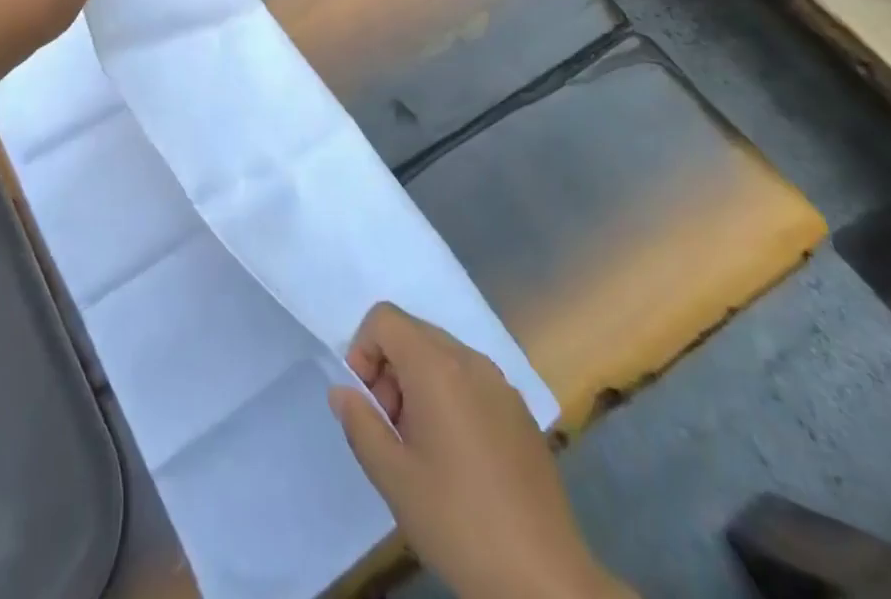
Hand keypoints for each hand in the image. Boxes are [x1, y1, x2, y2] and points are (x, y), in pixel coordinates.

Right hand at [330, 303, 631, 598]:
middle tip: (391, 429)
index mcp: (437, 366)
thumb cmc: (459, 521)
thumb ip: (359, 423)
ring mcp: (502, 386)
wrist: (546, 582)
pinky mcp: (521, 414)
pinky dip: (450, 398)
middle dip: (389, 369)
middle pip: (413, 333)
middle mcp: (471, 360)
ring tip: (422, 448)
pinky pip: (471, 382)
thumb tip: (344, 391)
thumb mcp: (393, 477)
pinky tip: (458, 459)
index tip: (368, 403)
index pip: (384, 318)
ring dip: (418, 384)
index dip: (363, 350)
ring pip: (442, 357)